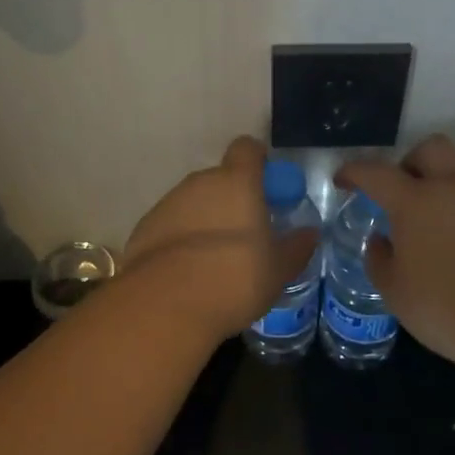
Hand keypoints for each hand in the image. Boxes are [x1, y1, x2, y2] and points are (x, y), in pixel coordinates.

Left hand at [122, 136, 318, 345]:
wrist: (165, 306)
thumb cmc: (234, 278)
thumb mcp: (278, 270)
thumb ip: (296, 247)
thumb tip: (309, 233)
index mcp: (237, 182)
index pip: (247, 148)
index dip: (259, 161)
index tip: (268, 186)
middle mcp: (200, 183)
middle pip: (220, 178)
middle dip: (233, 199)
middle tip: (247, 233)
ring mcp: (168, 204)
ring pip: (194, 202)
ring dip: (206, 220)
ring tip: (216, 260)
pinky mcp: (144, 228)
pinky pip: (171, 225)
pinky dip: (181, 239)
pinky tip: (188, 273)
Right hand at [336, 135, 454, 370]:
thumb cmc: (447, 308)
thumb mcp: (395, 292)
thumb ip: (380, 259)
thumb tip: (380, 239)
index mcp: (414, 201)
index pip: (375, 172)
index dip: (354, 172)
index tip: (343, 181)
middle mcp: (452, 187)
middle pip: (429, 149)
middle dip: (410, 163)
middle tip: (402, 193)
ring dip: (442, 186)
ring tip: (435, 224)